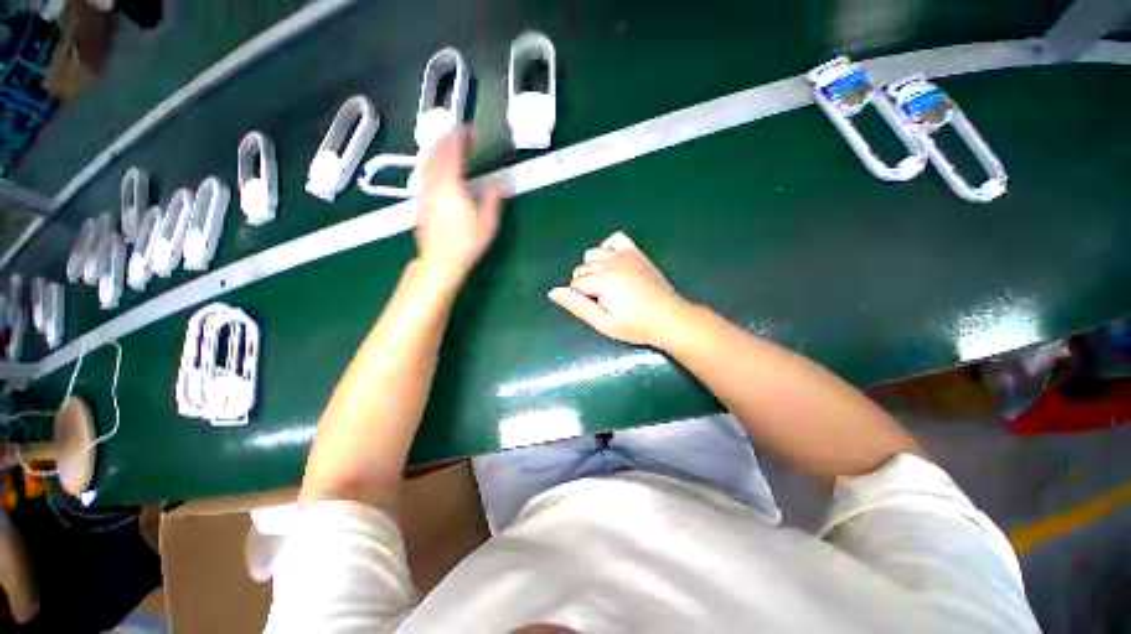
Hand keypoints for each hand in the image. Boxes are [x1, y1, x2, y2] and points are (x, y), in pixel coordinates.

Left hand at [415, 128, 503, 282]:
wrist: (440, 261)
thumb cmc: (466, 243)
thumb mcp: (487, 223)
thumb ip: (494, 199)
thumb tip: (504, 182)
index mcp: (451, 185)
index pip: (453, 152)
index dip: (460, 137)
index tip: (470, 130)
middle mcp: (434, 184)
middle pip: (436, 153)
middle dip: (446, 139)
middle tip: (458, 134)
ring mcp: (424, 193)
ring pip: (426, 162)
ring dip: (437, 149)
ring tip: (447, 145)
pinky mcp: (420, 202)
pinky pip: (424, 174)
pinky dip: (431, 163)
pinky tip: (436, 169)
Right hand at [549, 232, 691, 346]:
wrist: (669, 318)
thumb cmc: (635, 325)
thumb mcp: (602, 322)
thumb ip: (577, 305)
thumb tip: (553, 292)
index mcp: (601, 280)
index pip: (575, 284)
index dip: (581, 299)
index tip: (598, 310)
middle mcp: (610, 262)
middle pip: (582, 269)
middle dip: (586, 285)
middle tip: (604, 302)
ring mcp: (624, 254)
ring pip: (593, 254)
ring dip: (593, 268)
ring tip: (607, 286)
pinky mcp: (636, 253)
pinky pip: (615, 239)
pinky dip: (608, 247)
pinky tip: (613, 262)